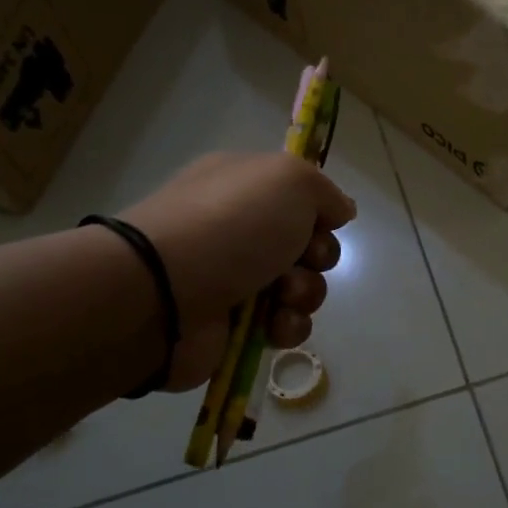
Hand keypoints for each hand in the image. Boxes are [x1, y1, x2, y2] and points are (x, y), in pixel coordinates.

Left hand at [123, 152, 356, 391]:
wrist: (164, 293)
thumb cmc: (229, 225)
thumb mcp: (288, 179)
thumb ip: (325, 190)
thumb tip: (342, 210)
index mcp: (245, 186)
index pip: (301, 197)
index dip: (320, 212)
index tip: (321, 221)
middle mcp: (240, 230)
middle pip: (309, 245)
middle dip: (318, 256)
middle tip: (301, 259)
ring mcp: (236, 279)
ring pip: (302, 288)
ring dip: (305, 293)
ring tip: (281, 297)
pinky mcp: (236, 326)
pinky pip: (285, 326)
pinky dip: (287, 327)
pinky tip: (272, 326)